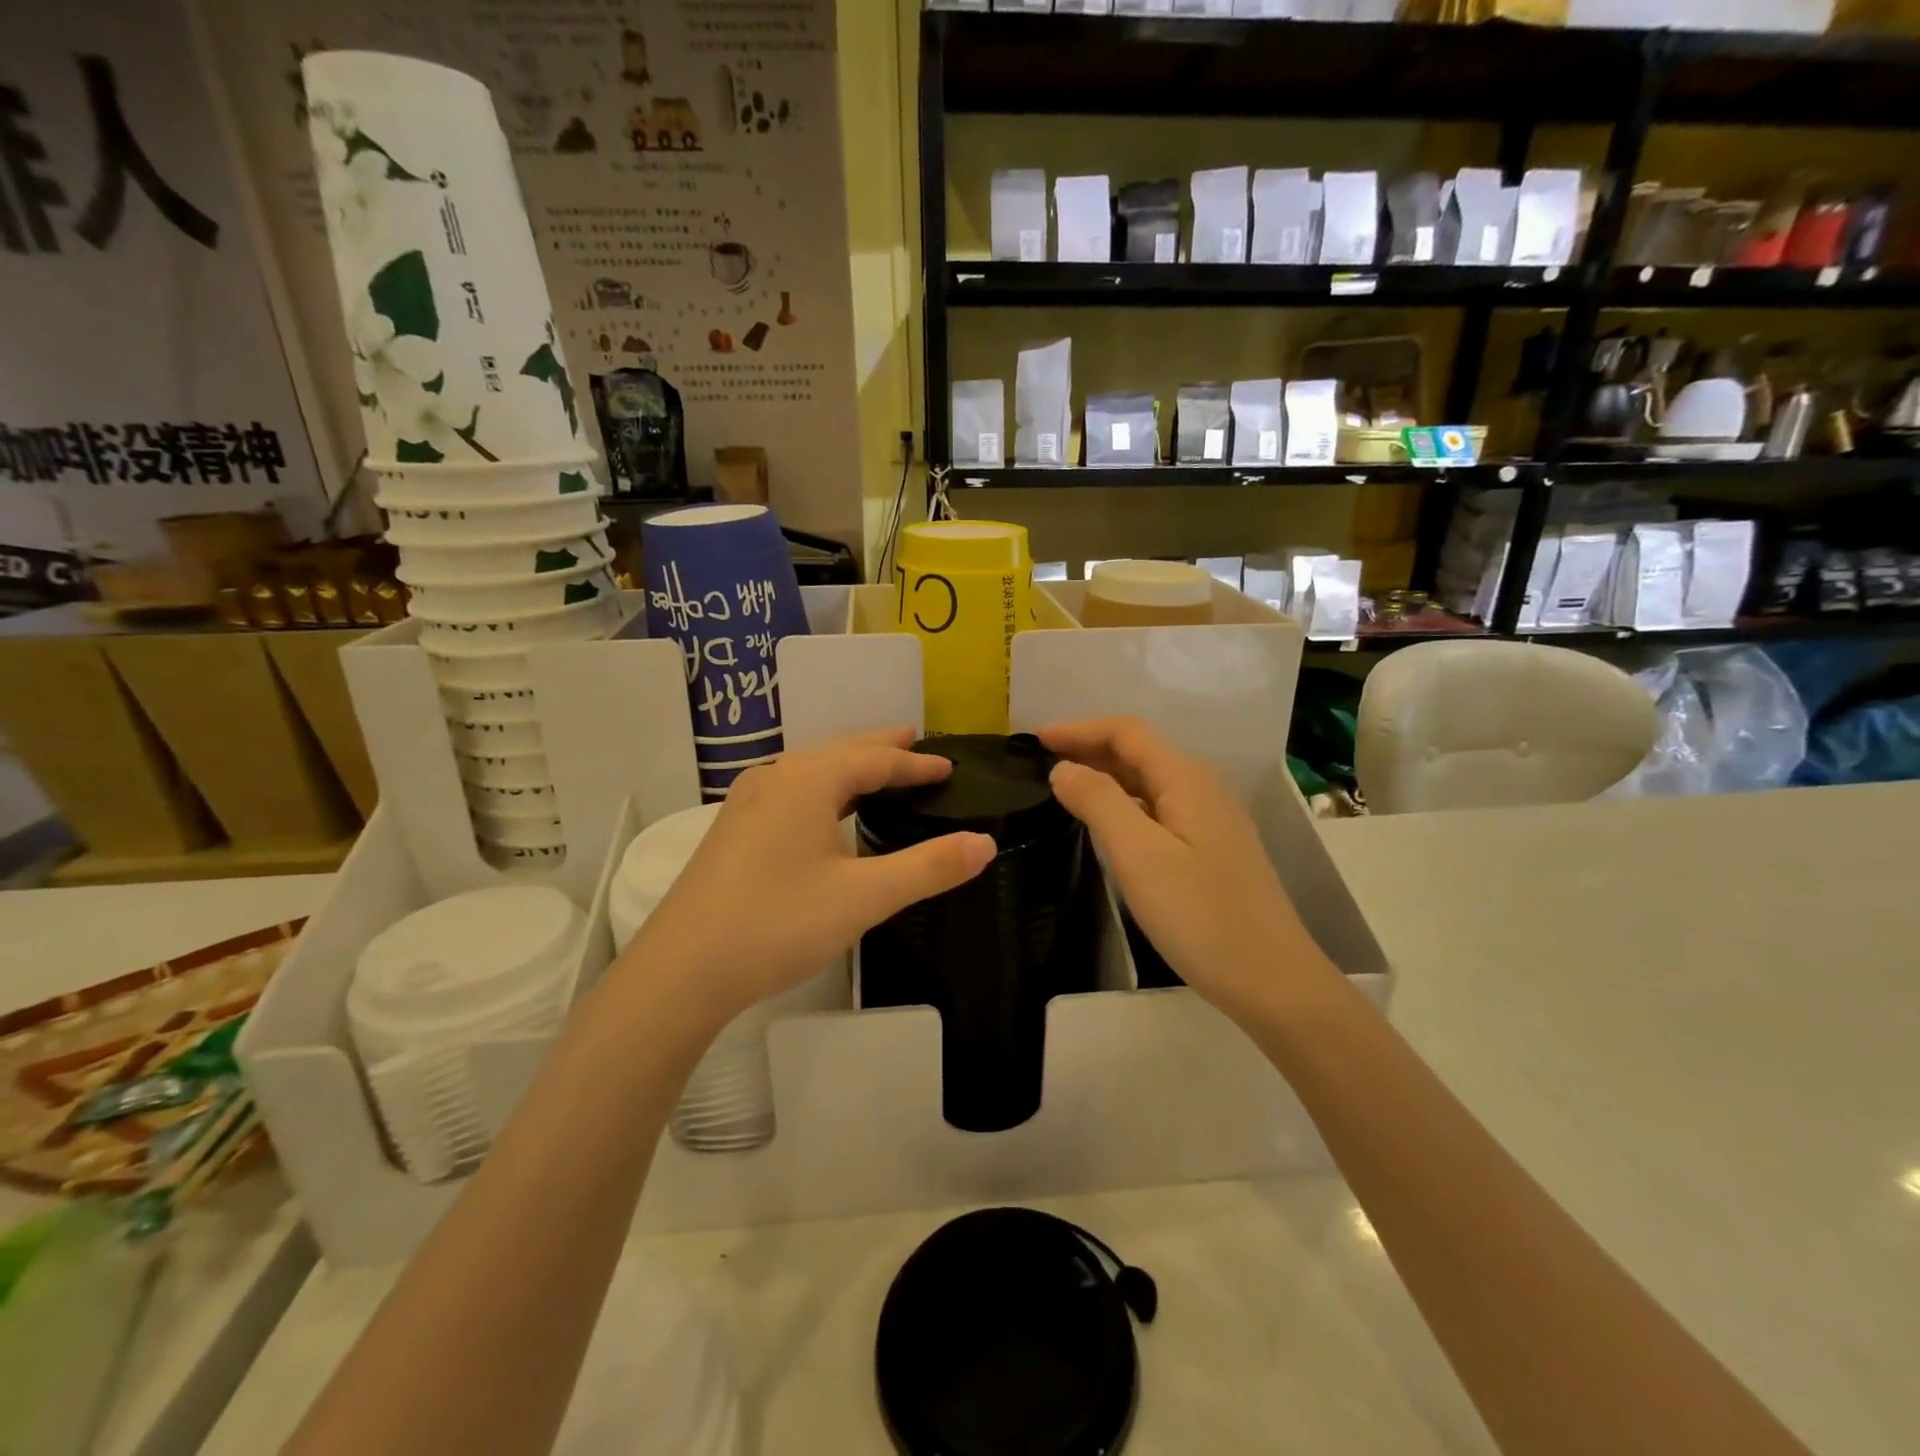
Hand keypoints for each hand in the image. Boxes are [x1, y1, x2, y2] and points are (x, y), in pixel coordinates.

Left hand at [621, 729, 995, 1024]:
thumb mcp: (864, 898)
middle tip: (917, 743)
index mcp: (809, 780)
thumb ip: (928, 868)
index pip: (876, 759)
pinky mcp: (734, 829)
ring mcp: (748, 802)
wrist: (681, 971)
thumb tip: (984, 843)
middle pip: (840, 751)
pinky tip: (825, 813)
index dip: (916, 764)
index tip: (949, 766)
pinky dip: (824, 788)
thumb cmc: (777, 924)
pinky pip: (791, 790)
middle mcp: (776, 778)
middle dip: (881, 748)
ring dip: (850, 766)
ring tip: (879, 771)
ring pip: (811, 770)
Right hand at [1040, 718, 1334, 1017]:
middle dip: (1089, 748)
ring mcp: (1210, 818)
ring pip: (1148, 780)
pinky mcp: (1211, 847)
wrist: (1271, 979)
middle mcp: (1201, 787)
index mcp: (1186, 778)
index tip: (1034, 740)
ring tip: (1063, 788)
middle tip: (1039, 763)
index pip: (1126, 732)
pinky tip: (1105, 824)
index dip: (1079, 729)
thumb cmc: (1200, 915)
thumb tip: (1064, 768)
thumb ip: (1098, 802)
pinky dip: (1124, 803)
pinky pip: (1158, 807)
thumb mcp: (1139, 855)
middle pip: (1139, 751)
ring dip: (1105, 775)